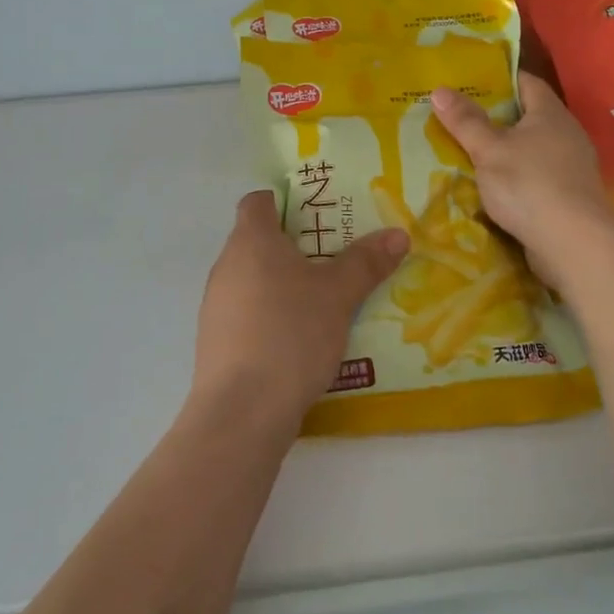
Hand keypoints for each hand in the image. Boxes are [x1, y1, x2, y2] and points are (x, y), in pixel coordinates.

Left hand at [192, 191, 408, 434]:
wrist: (242, 412)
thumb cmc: (290, 333)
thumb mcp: (338, 295)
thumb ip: (366, 262)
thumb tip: (398, 234)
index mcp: (251, 240)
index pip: (258, 201)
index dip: (286, 202)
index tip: (319, 218)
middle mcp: (226, 265)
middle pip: (259, 241)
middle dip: (296, 247)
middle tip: (335, 259)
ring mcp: (216, 306)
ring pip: (254, 280)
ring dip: (284, 285)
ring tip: (324, 302)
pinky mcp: (216, 342)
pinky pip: (247, 314)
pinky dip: (271, 317)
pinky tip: (300, 341)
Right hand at [429, 72, 613, 292]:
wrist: (575, 244)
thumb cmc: (529, 184)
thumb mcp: (489, 150)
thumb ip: (465, 121)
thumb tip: (440, 90)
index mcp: (550, 113)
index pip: (526, 82)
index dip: (499, 78)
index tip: (470, 82)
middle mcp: (566, 134)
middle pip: (528, 116)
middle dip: (496, 117)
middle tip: (460, 118)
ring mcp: (571, 167)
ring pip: (532, 149)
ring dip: (506, 151)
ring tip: (470, 153)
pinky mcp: (570, 196)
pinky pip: (537, 176)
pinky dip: (516, 177)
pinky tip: (493, 188)